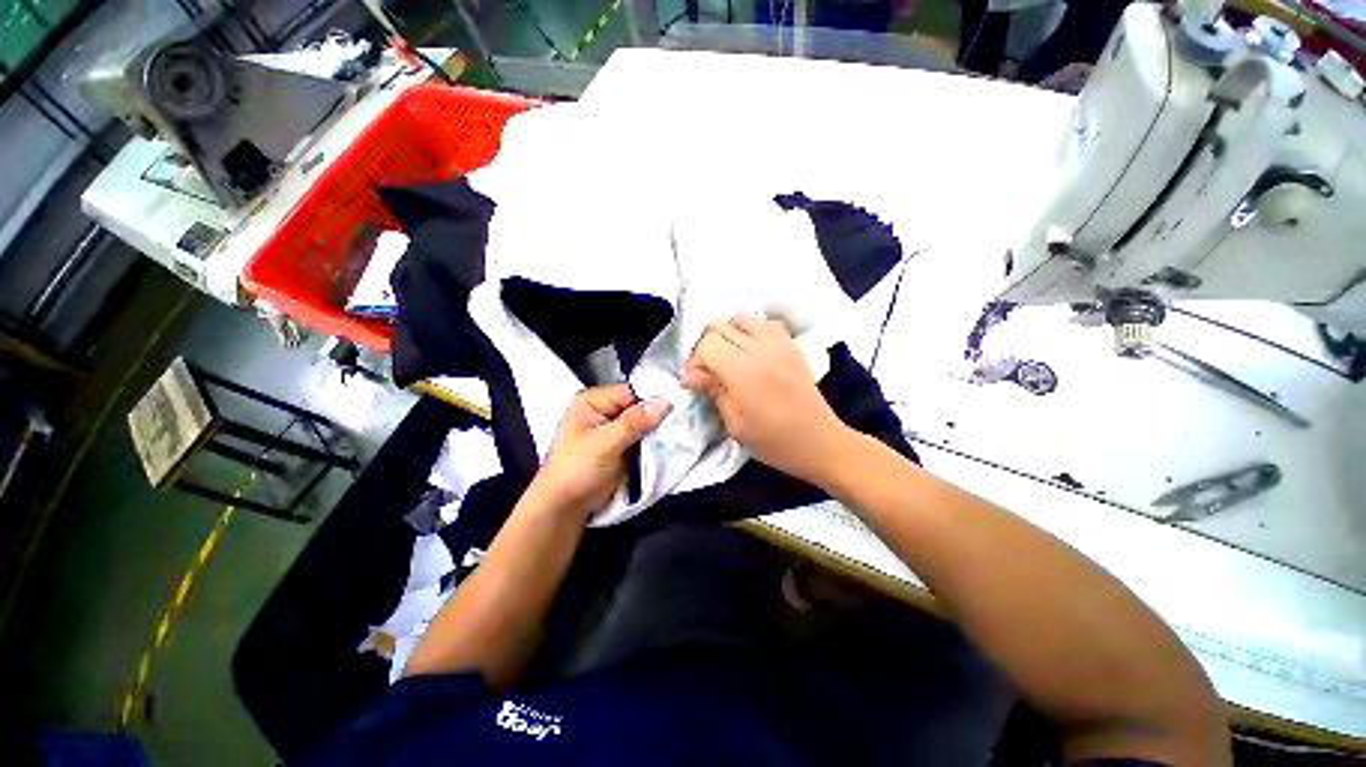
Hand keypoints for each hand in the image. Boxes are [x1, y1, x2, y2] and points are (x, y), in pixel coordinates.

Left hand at [529, 384, 671, 520]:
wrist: (565, 508)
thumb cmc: (576, 471)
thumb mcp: (604, 444)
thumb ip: (634, 422)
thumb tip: (665, 401)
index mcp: (593, 401)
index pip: (632, 391)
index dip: (654, 398)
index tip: (679, 405)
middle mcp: (605, 410)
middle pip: (640, 406)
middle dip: (659, 416)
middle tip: (683, 422)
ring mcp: (615, 429)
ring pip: (645, 423)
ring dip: (659, 431)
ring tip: (680, 434)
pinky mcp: (623, 446)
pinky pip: (645, 439)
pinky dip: (655, 443)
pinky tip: (670, 444)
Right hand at [680, 313, 848, 483]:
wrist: (821, 442)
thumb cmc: (775, 442)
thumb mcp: (736, 425)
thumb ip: (714, 392)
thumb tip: (691, 376)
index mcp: (745, 373)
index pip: (708, 345)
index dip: (695, 362)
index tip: (694, 382)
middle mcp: (761, 350)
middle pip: (721, 327)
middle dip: (706, 347)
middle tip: (707, 371)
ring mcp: (780, 344)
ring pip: (742, 318)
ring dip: (728, 333)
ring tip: (727, 356)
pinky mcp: (792, 346)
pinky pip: (766, 323)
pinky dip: (751, 329)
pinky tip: (750, 348)